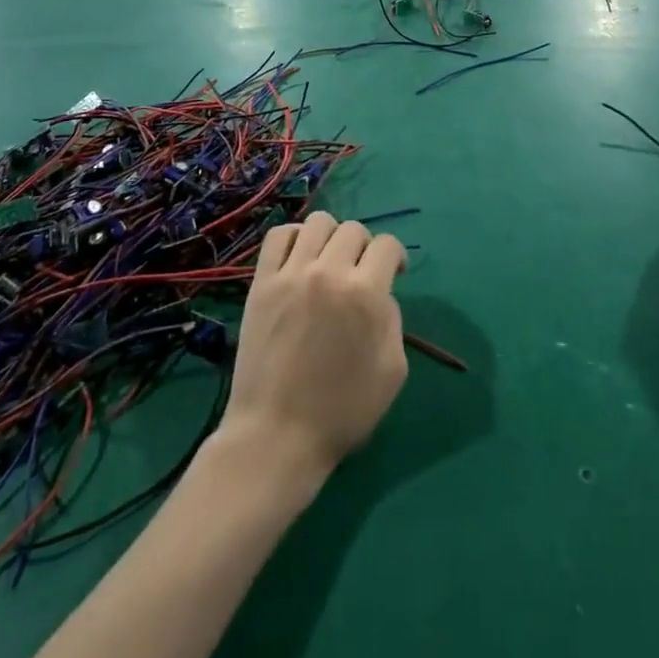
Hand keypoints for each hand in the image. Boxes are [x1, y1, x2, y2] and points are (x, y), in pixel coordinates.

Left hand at [220, 213, 408, 485]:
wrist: (278, 435)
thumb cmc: (342, 412)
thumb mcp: (393, 371)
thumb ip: (392, 320)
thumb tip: (380, 294)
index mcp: (366, 293)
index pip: (388, 245)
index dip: (396, 257)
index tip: (394, 273)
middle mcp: (329, 272)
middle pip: (354, 229)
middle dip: (365, 247)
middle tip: (360, 273)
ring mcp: (292, 273)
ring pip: (318, 222)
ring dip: (331, 236)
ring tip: (329, 261)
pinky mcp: (262, 281)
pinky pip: (279, 235)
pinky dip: (294, 237)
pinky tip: (300, 258)